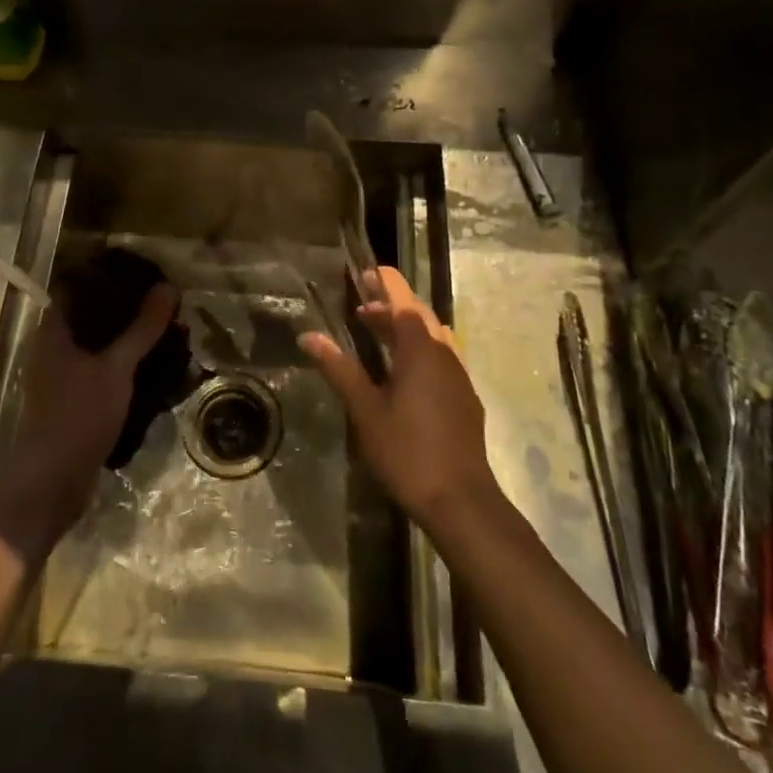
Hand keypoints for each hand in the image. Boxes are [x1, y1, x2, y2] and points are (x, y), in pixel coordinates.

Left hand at [0, 284, 176, 560]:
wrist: (51, 483)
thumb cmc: (77, 415)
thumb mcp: (116, 368)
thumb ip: (142, 329)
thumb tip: (167, 287)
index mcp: (52, 331)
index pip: (80, 290)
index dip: (110, 279)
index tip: (144, 276)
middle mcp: (51, 349)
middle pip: (92, 319)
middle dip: (126, 313)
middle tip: (162, 306)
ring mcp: (60, 378)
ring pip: (98, 348)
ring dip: (127, 342)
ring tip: (163, 334)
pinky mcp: (71, 402)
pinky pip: (100, 372)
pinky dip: (123, 367)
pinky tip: (151, 368)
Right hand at [299, 266, 500, 530]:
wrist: (461, 500)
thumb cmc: (407, 450)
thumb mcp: (365, 409)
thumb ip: (339, 369)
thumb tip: (309, 336)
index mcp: (421, 349)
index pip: (403, 299)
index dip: (385, 282)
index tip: (364, 271)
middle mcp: (444, 353)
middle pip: (418, 314)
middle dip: (390, 304)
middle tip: (360, 304)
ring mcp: (458, 375)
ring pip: (431, 336)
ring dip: (403, 327)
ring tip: (373, 332)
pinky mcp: (463, 397)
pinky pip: (439, 356)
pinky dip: (417, 348)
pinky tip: (399, 370)